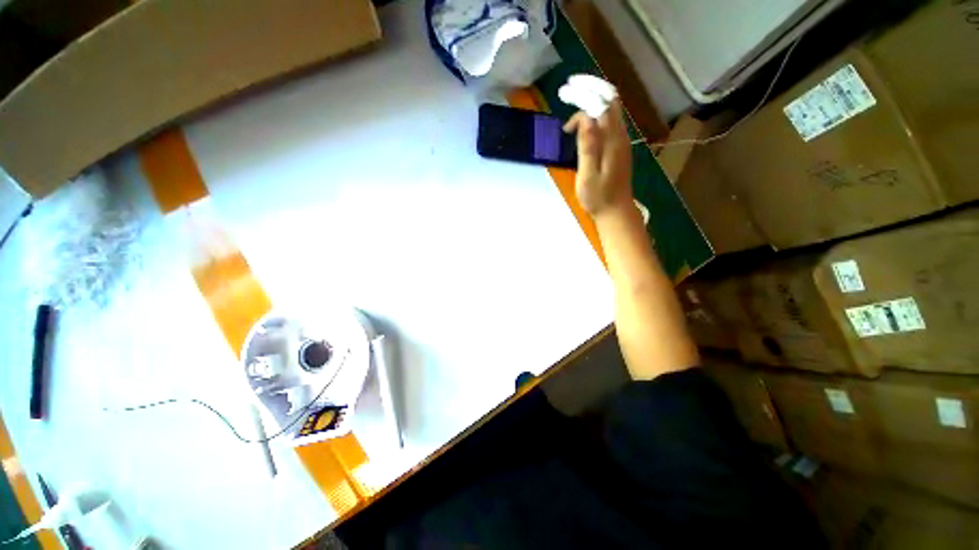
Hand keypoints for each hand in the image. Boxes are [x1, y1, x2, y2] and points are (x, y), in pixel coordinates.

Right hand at [563, 99, 632, 216]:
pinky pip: (609, 122)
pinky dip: (595, 115)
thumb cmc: (598, 197)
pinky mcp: (618, 148)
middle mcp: (620, 135)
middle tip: (569, 91)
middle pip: (610, 100)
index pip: (601, 105)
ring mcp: (621, 141)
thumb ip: (587, 147)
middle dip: (590, 90)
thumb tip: (585, 118)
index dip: (584, 94)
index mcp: (612, 141)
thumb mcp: (588, 176)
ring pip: (610, 110)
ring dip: (592, 101)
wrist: (616, 211)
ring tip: (573, 104)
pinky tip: (582, 124)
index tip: (565, 93)